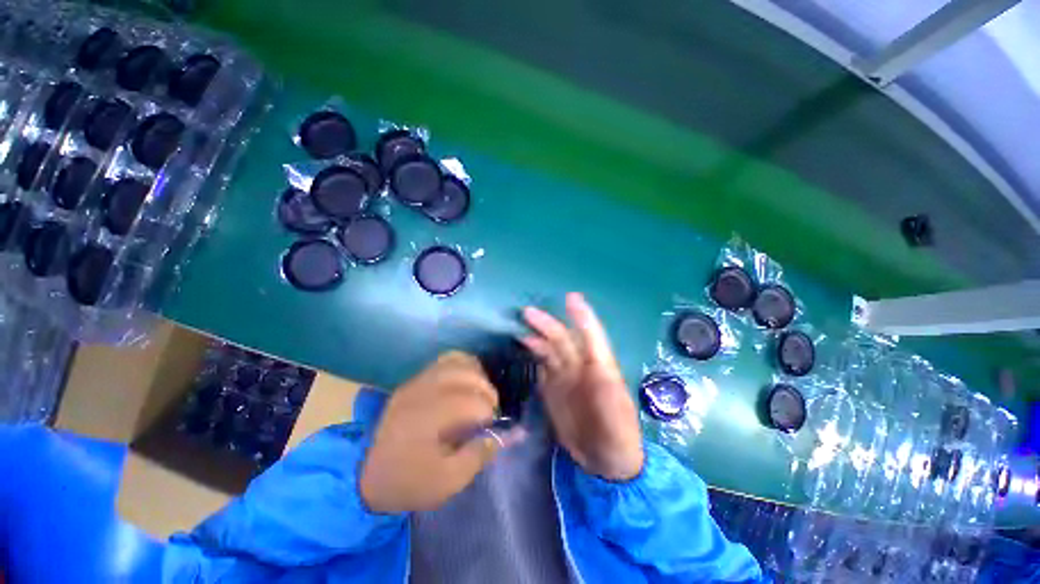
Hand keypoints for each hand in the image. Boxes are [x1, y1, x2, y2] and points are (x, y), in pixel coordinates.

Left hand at [359, 352, 518, 513]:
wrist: (363, 475)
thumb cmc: (407, 482)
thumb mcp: (447, 482)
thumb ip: (479, 455)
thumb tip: (506, 434)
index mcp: (428, 418)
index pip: (472, 403)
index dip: (488, 414)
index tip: (488, 429)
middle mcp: (423, 391)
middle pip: (468, 375)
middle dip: (487, 392)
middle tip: (489, 410)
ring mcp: (417, 381)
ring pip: (458, 362)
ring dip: (477, 375)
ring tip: (481, 393)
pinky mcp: (415, 379)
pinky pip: (445, 360)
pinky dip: (463, 365)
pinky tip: (467, 381)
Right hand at [522, 293, 643, 480]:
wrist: (606, 462)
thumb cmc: (618, 433)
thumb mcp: (616, 412)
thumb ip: (605, 388)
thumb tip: (594, 365)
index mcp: (600, 367)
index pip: (591, 335)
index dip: (582, 316)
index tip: (571, 298)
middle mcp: (581, 367)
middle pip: (563, 339)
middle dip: (548, 325)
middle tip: (528, 313)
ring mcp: (566, 378)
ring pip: (550, 350)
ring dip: (537, 337)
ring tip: (520, 329)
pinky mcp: (554, 389)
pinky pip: (542, 366)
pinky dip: (533, 354)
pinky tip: (523, 347)